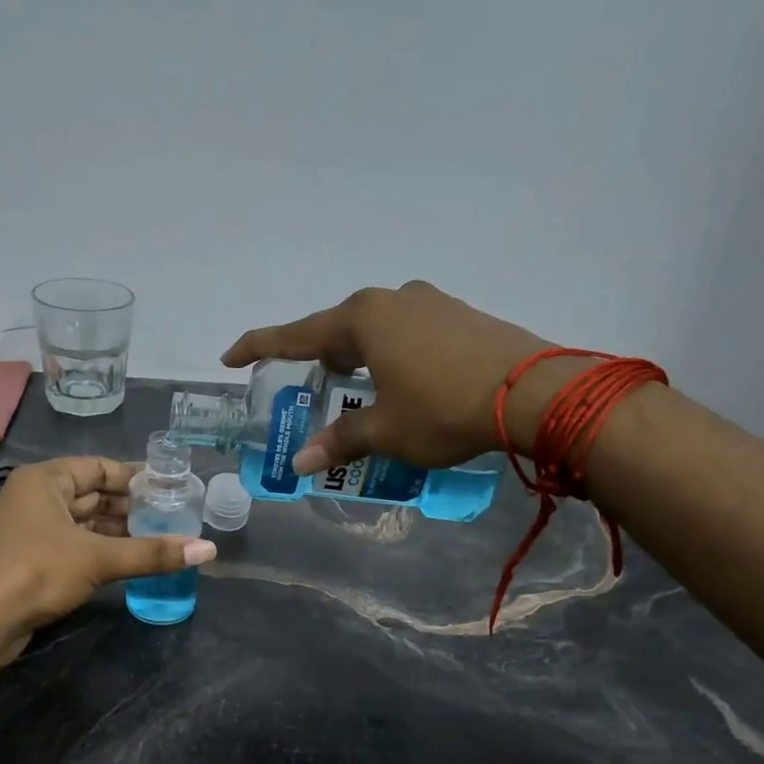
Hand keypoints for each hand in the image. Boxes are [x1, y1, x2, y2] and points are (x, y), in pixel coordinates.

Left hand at [0, 457, 216, 664]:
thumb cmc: (37, 572)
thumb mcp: (99, 559)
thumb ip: (153, 553)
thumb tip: (208, 550)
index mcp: (45, 480)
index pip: (98, 467)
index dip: (135, 476)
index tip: (170, 486)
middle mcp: (36, 498)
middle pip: (92, 494)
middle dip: (130, 506)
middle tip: (172, 515)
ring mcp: (31, 529)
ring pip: (84, 522)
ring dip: (118, 531)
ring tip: (159, 538)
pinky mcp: (32, 559)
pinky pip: (75, 544)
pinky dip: (101, 550)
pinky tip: (130, 560)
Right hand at [223, 281, 574, 473]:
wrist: (533, 393)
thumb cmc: (442, 408)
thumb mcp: (385, 431)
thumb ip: (340, 441)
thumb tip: (300, 463)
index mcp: (364, 319)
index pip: (297, 335)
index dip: (260, 348)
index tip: (230, 357)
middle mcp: (394, 299)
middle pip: (339, 329)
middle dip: (317, 357)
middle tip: (305, 384)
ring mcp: (432, 303)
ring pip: (377, 330)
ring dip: (357, 357)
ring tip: (352, 387)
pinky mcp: (461, 317)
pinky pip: (408, 334)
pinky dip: (390, 357)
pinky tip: (400, 382)